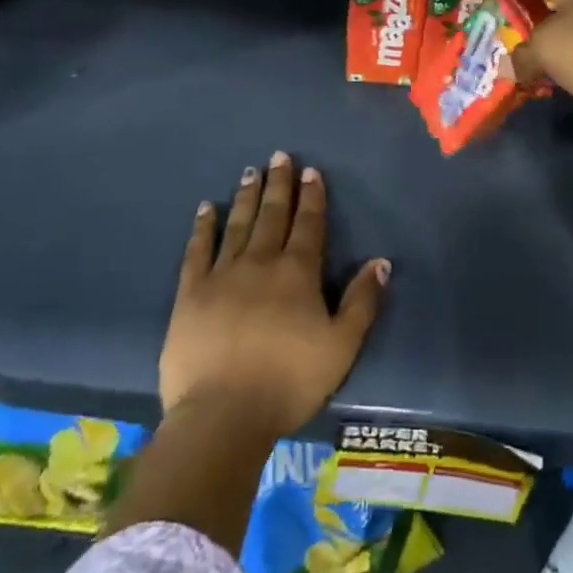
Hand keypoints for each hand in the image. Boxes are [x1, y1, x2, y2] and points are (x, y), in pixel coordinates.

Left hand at [161, 150, 389, 442]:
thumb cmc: (288, 383)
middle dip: (279, 184)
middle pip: (273, 214)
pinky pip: (198, 250)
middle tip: (279, 156)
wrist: (222, 416)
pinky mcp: (191, 293)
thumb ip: (362, 302)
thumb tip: (381, 261)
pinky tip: (206, 209)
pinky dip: (203, 227)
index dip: (312, 196)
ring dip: (247, 196)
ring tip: (250, 172)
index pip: (308, 224)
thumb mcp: (341, 347)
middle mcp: (261, 262)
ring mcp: (222, 274)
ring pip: (238, 224)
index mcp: (297, 273)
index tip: (311, 171)